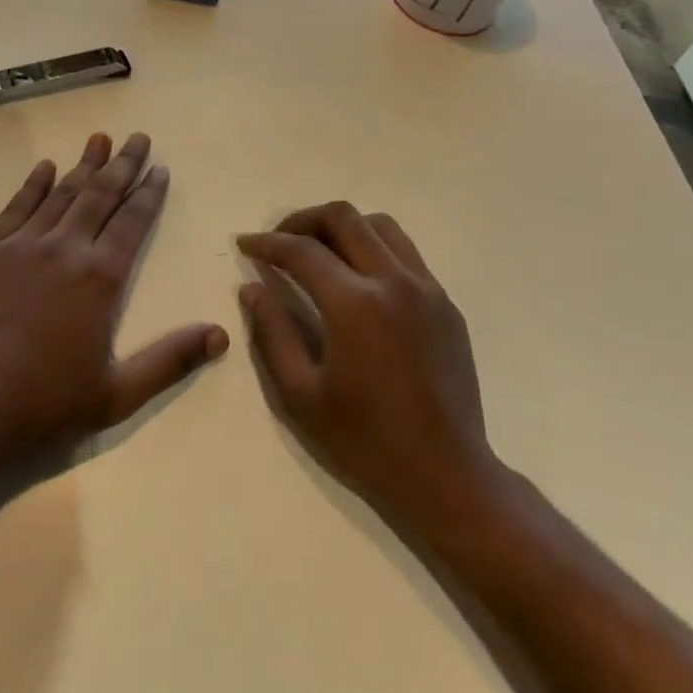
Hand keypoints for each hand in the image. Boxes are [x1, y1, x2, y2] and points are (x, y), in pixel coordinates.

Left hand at [0, 133, 227, 479]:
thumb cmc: (40, 405)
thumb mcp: (116, 396)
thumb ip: (170, 361)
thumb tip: (221, 336)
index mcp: (100, 278)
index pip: (132, 222)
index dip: (148, 193)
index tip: (160, 168)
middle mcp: (64, 249)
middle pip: (100, 196)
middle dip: (122, 165)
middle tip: (137, 137)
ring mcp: (21, 246)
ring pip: (60, 194)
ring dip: (83, 165)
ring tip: (99, 139)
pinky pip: (15, 208)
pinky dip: (33, 185)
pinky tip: (44, 168)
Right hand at [238, 202, 496, 535]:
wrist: (446, 476)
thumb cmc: (366, 442)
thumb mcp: (300, 395)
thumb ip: (271, 333)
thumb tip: (251, 288)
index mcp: (355, 305)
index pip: (302, 251)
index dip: (267, 242)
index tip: (245, 244)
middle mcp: (394, 282)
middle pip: (343, 217)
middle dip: (303, 220)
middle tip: (280, 240)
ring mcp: (426, 288)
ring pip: (379, 225)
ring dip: (342, 227)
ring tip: (319, 250)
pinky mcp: (446, 302)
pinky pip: (405, 252)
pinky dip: (373, 247)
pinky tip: (358, 278)